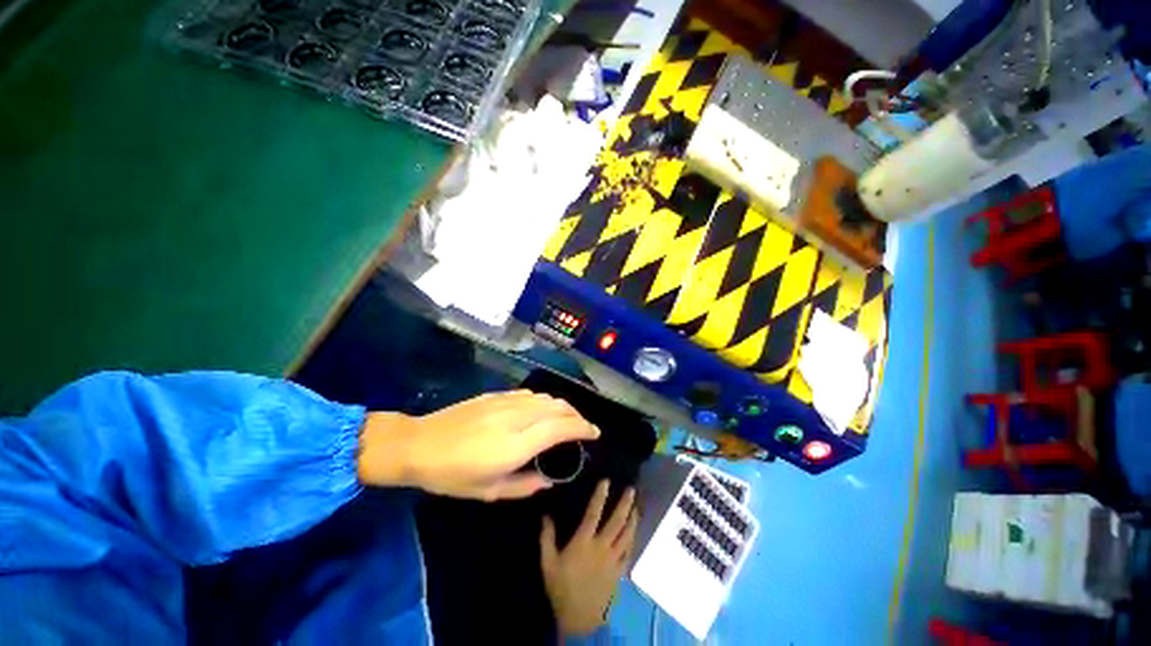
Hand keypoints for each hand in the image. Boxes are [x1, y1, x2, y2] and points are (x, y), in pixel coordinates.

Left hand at [357, 390, 599, 499]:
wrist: (419, 444)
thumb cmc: (452, 475)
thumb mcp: (489, 491)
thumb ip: (525, 485)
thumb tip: (548, 479)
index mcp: (517, 443)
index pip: (561, 428)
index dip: (583, 428)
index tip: (595, 433)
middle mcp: (517, 417)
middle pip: (558, 407)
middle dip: (577, 415)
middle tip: (583, 428)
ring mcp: (507, 402)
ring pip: (546, 397)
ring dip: (562, 406)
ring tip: (567, 418)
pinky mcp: (497, 395)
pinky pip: (530, 394)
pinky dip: (544, 401)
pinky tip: (542, 409)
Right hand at [540, 479, 638, 636]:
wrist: (578, 618)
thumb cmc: (561, 588)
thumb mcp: (548, 563)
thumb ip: (547, 538)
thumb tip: (545, 515)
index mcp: (583, 542)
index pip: (593, 513)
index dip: (600, 496)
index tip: (606, 482)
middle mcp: (601, 547)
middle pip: (616, 522)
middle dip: (625, 504)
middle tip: (631, 490)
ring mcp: (613, 560)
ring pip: (626, 535)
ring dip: (632, 519)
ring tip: (636, 506)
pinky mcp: (619, 572)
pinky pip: (628, 552)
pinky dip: (632, 540)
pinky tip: (634, 532)